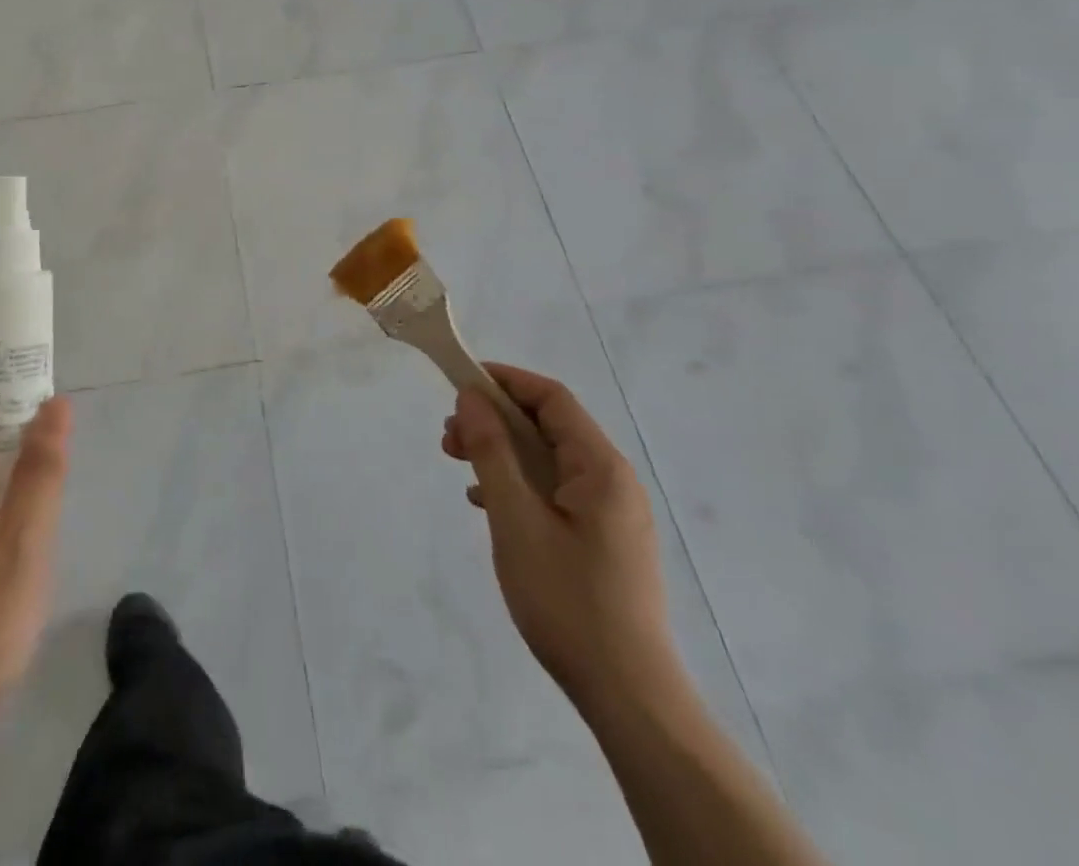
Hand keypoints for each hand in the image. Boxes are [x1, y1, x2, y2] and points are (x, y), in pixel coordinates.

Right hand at [442, 364, 678, 712]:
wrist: (629, 697)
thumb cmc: (567, 602)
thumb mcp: (516, 520)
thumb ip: (492, 452)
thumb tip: (472, 398)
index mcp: (600, 466)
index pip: (551, 398)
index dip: (505, 381)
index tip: (459, 384)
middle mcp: (613, 479)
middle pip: (549, 427)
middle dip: (495, 421)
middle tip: (449, 438)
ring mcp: (612, 512)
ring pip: (549, 460)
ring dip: (503, 453)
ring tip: (460, 467)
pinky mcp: (605, 540)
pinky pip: (557, 491)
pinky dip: (519, 484)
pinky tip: (488, 504)